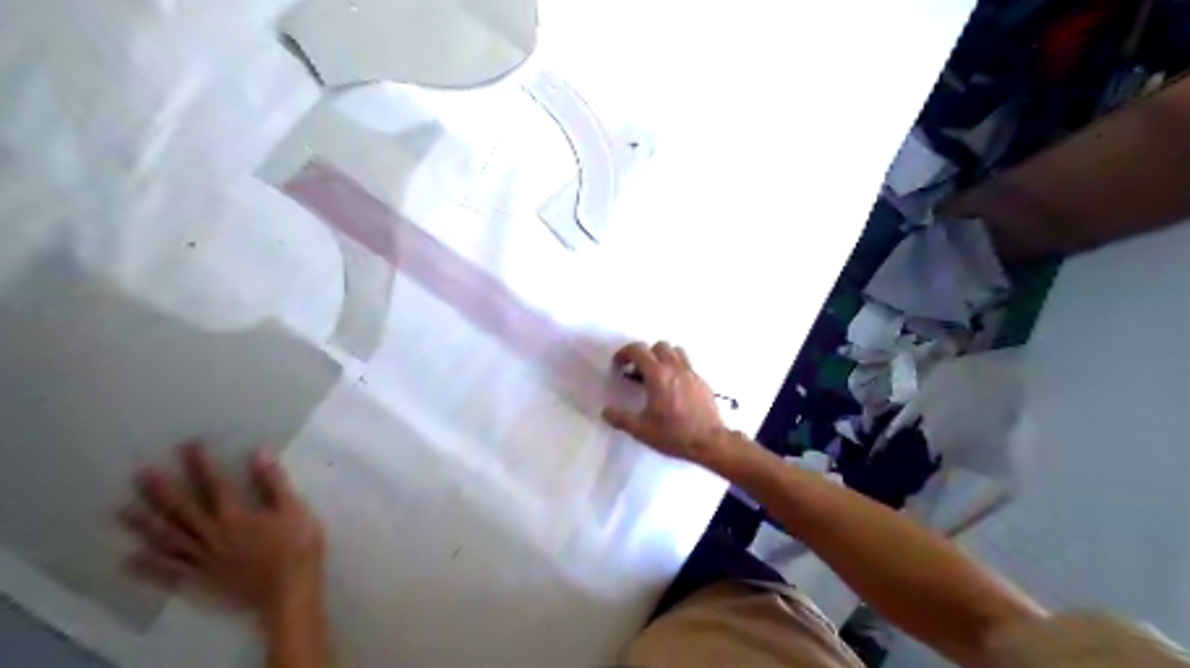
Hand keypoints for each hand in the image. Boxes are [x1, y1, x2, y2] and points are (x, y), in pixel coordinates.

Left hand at [119, 442, 322, 622]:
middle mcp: (212, 535)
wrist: (289, 590)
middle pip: (182, 511)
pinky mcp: (201, 579)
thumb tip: (260, 452)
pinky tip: (129, 560)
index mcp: (236, 516)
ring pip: (168, 540)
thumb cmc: (297, 546)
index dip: (201, 464)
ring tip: (122, 511)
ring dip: (145, 525)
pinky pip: (169, 572)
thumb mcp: (295, 509)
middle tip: (140, 473)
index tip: (188, 445)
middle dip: (162, 490)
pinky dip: (148, 567)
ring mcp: (203, 559)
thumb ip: (275, 483)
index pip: (215, 484)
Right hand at [601, 345, 730, 463]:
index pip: (638, 350)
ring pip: (675, 351)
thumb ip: (620, 419)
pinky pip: (686, 364)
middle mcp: (675, 368)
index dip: (624, 353)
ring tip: (655, 376)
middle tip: (636, 372)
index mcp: (658, 375)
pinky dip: (675, 368)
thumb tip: (606, 411)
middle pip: (658, 346)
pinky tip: (672, 389)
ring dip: (662, 357)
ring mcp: (691, 373)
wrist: (709, 442)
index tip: (618, 365)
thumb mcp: (641, 430)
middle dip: (644, 355)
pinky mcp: (702, 381)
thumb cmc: (674, 434)